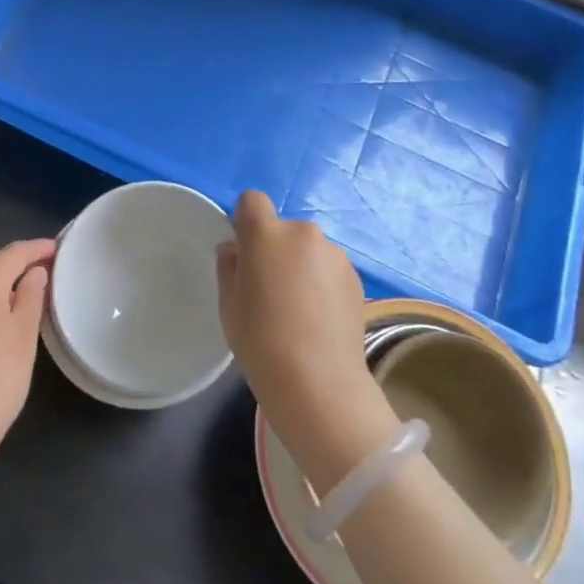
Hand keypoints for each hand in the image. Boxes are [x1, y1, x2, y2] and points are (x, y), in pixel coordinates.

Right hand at [216, 193, 397, 491]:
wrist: (318, 382)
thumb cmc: (260, 340)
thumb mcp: (228, 303)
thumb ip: (229, 266)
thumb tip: (235, 249)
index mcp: (266, 233)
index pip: (252, 201)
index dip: (245, 220)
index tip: (244, 253)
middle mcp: (303, 233)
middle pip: (283, 230)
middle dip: (275, 249)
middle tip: (270, 289)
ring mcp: (334, 254)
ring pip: (308, 250)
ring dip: (301, 267)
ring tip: (298, 310)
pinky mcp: (356, 277)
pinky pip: (329, 269)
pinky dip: (322, 284)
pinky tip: (319, 319)